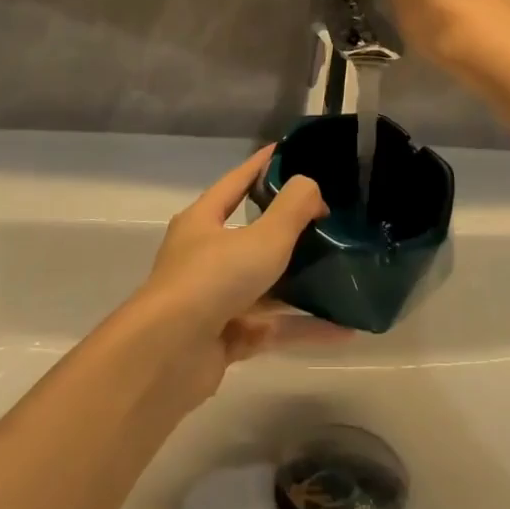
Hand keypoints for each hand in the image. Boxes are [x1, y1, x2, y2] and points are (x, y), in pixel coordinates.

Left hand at [131, 148, 345, 404]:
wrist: (166, 357)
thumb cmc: (212, 280)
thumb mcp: (261, 237)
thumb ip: (292, 208)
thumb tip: (312, 188)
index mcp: (203, 221)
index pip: (236, 182)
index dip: (261, 165)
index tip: (288, 151)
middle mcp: (205, 256)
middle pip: (252, 235)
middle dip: (289, 229)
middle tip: (329, 219)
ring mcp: (214, 300)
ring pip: (265, 285)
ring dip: (302, 282)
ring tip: (343, 274)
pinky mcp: (224, 339)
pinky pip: (272, 326)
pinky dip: (303, 326)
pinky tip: (342, 328)